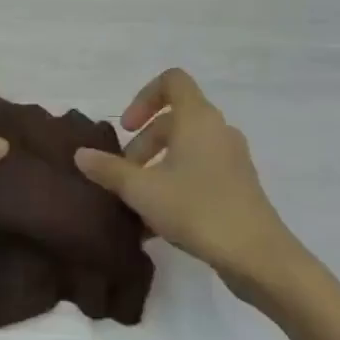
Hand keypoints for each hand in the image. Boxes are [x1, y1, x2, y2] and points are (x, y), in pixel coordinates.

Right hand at [73, 67, 304, 301]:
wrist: (258, 257)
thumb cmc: (197, 210)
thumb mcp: (142, 190)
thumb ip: (109, 169)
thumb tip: (81, 154)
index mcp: (198, 119)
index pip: (172, 81)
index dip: (144, 97)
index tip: (128, 128)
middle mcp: (218, 131)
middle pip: (174, 120)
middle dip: (144, 143)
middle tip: (125, 173)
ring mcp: (232, 159)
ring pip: (186, 148)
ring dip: (157, 166)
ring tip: (137, 200)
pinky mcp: (238, 186)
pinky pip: (200, 170)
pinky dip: (176, 183)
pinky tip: (157, 220)